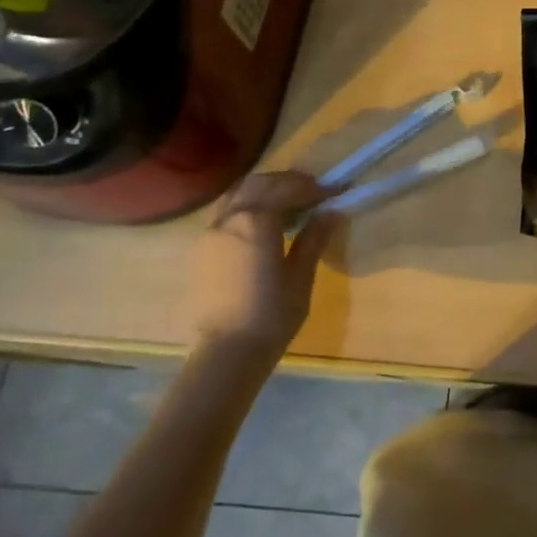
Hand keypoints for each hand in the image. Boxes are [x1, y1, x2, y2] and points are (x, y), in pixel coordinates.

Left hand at [189, 171, 342, 357]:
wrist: (226, 354)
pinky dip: (245, 204)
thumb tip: (331, 212)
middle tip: (312, 192)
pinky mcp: (201, 249)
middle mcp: (230, 218)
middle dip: (287, 182)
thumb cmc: (271, 316)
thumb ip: (314, 238)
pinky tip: (260, 223)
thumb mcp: (300, 276)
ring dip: (264, 189)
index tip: (335, 192)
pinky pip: (224, 211)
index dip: (314, 188)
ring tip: (286, 203)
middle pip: (260, 183)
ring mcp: (210, 232)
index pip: (288, 189)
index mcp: (257, 221)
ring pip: (237, 193)